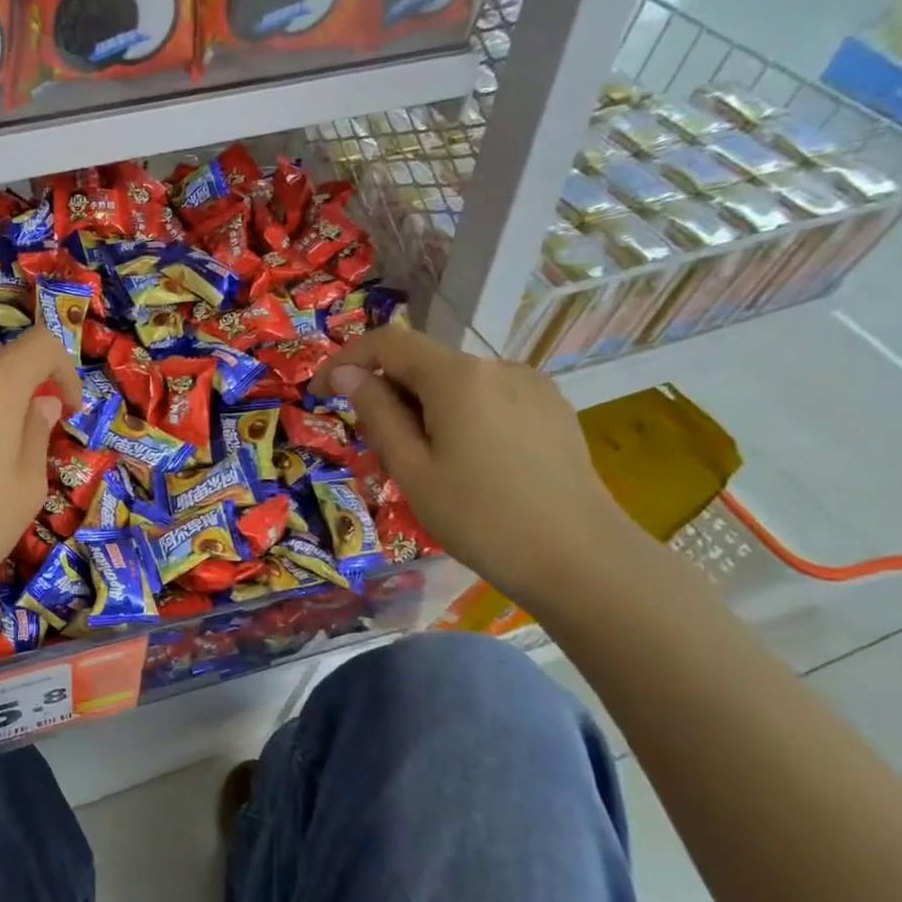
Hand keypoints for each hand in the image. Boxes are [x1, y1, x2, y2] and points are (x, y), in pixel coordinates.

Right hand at [314, 324, 633, 609]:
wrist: (580, 558)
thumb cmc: (480, 518)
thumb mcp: (411, 470)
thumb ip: (377, 414)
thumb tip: (347, 375)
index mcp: (458, 378)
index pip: (388, 342)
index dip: (347, 360)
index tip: (321, 393)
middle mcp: (497, 367)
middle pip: (423, 364)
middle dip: (388, 395)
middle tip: (374, 452)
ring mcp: (531, 386)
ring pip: (456, 385)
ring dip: (423, 410)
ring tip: (423, 467)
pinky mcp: (551, 409)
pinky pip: (488, 400)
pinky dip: (459, 418)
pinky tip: (467, 465)